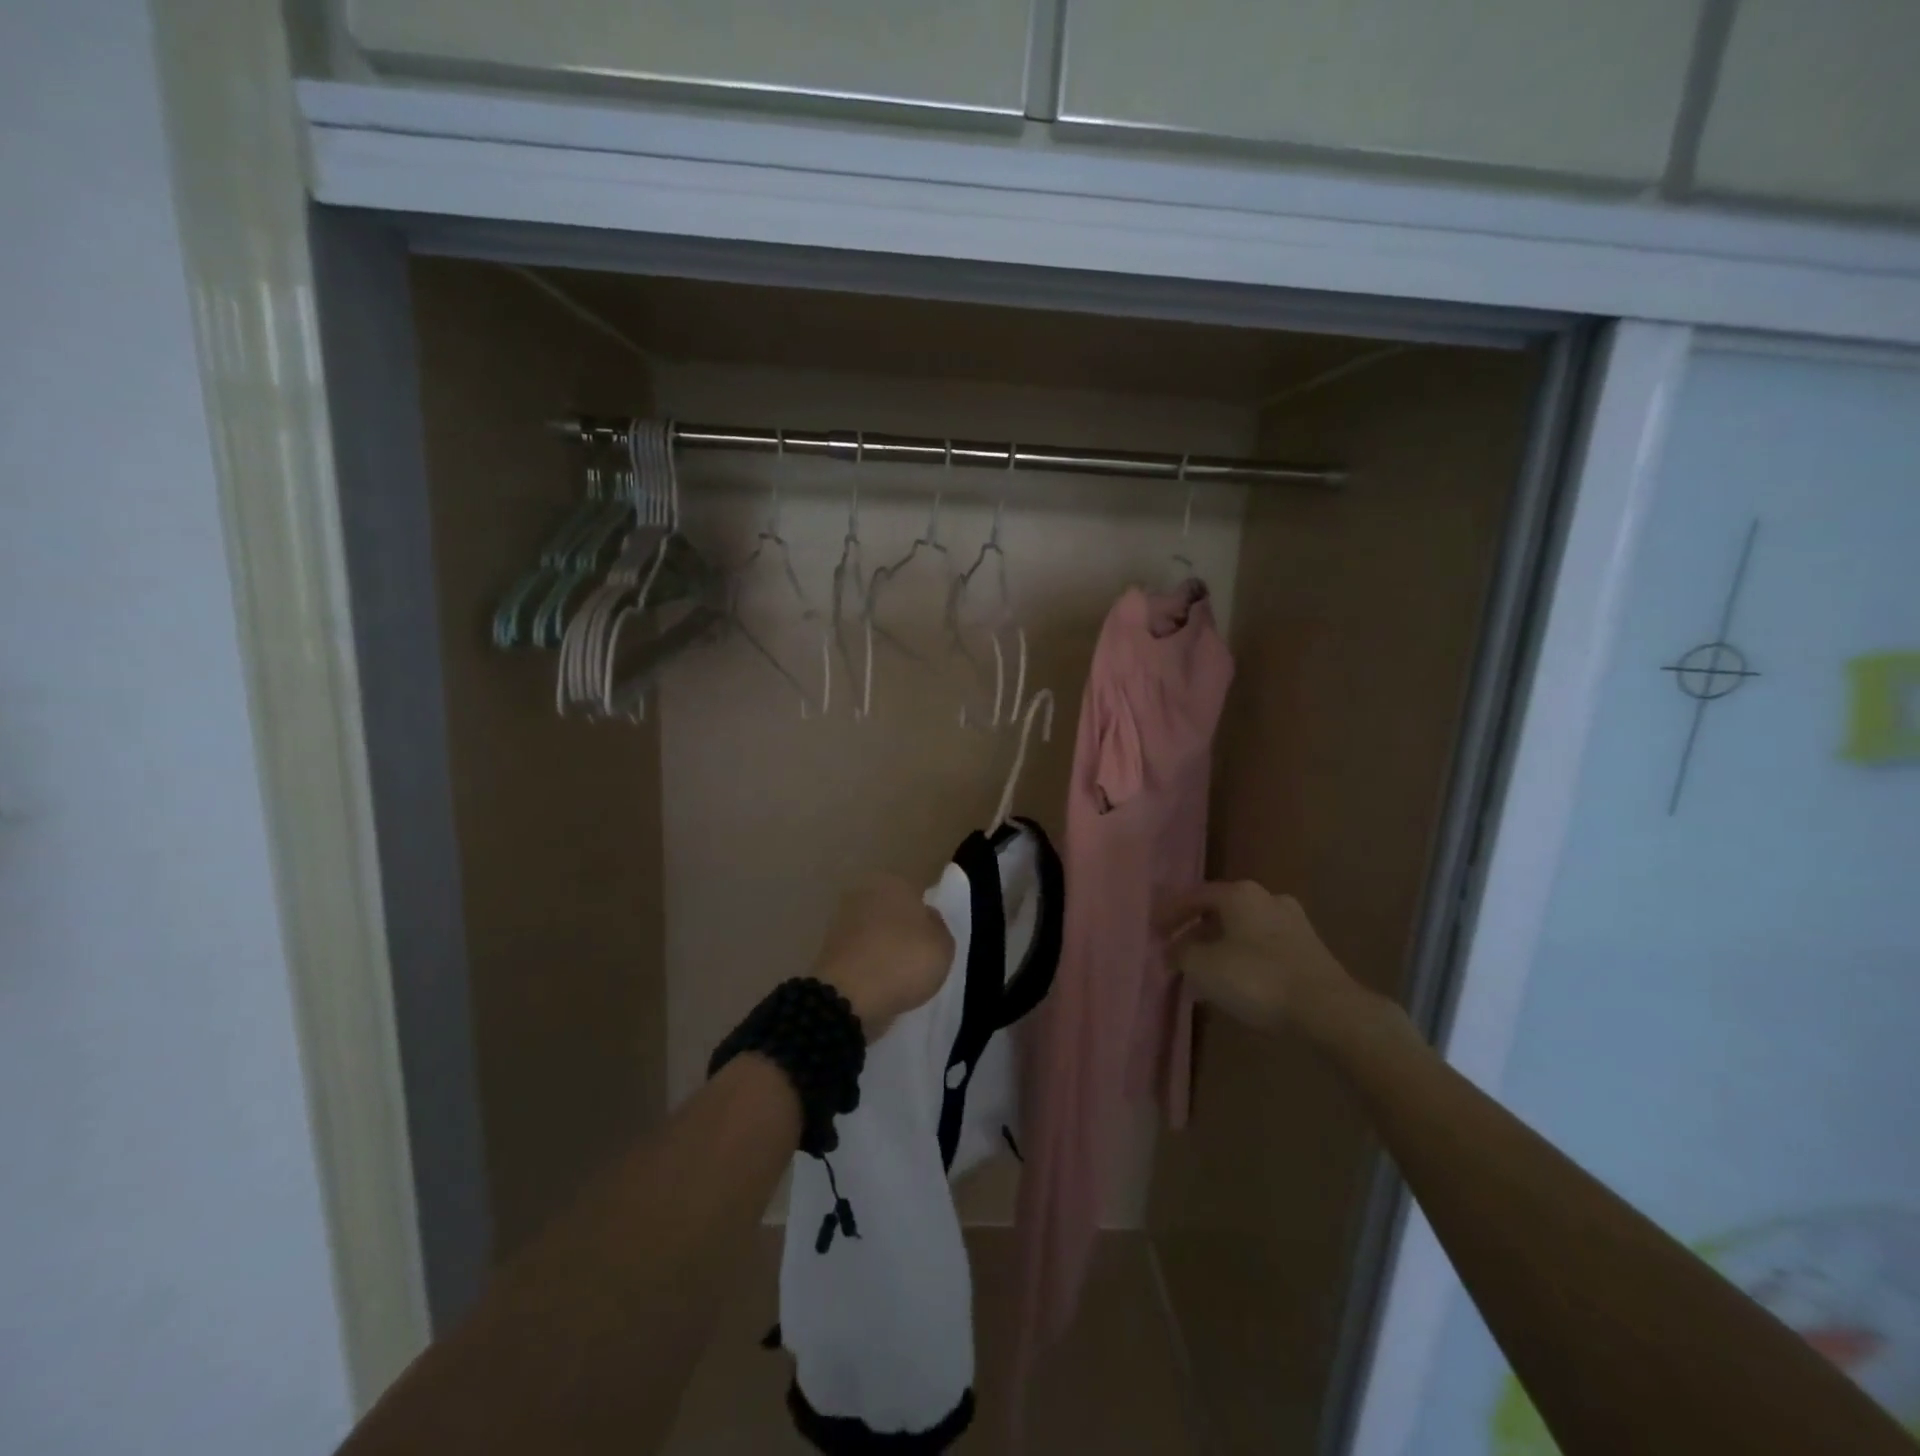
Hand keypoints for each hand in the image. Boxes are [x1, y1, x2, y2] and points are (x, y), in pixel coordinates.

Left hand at [813, 875, 953, 1041]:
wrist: (848, 996)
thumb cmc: (903, 962)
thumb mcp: (943, 946)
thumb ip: (938, 927)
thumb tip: (927, 918)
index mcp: (895, 882)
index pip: (917, 894)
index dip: (927, 917)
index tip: (932, 939)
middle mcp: (865, 892)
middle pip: (892, 909)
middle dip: (901, 928)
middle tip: (916, 956)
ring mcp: (842, 919)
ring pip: (873, 929)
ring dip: (882, 945)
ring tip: (897, 974)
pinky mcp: (827, 946)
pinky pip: (858, 951)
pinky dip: (866, 962)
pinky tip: (877, 981)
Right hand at [1157, 881, 1362, 1035]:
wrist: (1328, 1009)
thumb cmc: (1257, 978)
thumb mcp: (1203, 966)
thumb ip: (1181, 953)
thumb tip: (1172, 950)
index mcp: (1239, 893)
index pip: (1194, 896)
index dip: (1170, 914)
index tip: (1153, 932)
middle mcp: (1267, 898)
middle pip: (1220, 912)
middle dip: (1196, 933)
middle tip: (1177, 955)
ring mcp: (1293, 922)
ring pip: (1243, 931)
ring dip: (1220, 948)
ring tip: (1203, 974)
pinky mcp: (1309, 949)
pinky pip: (1263, 948)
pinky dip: (1243, 960)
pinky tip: (1235, 983)